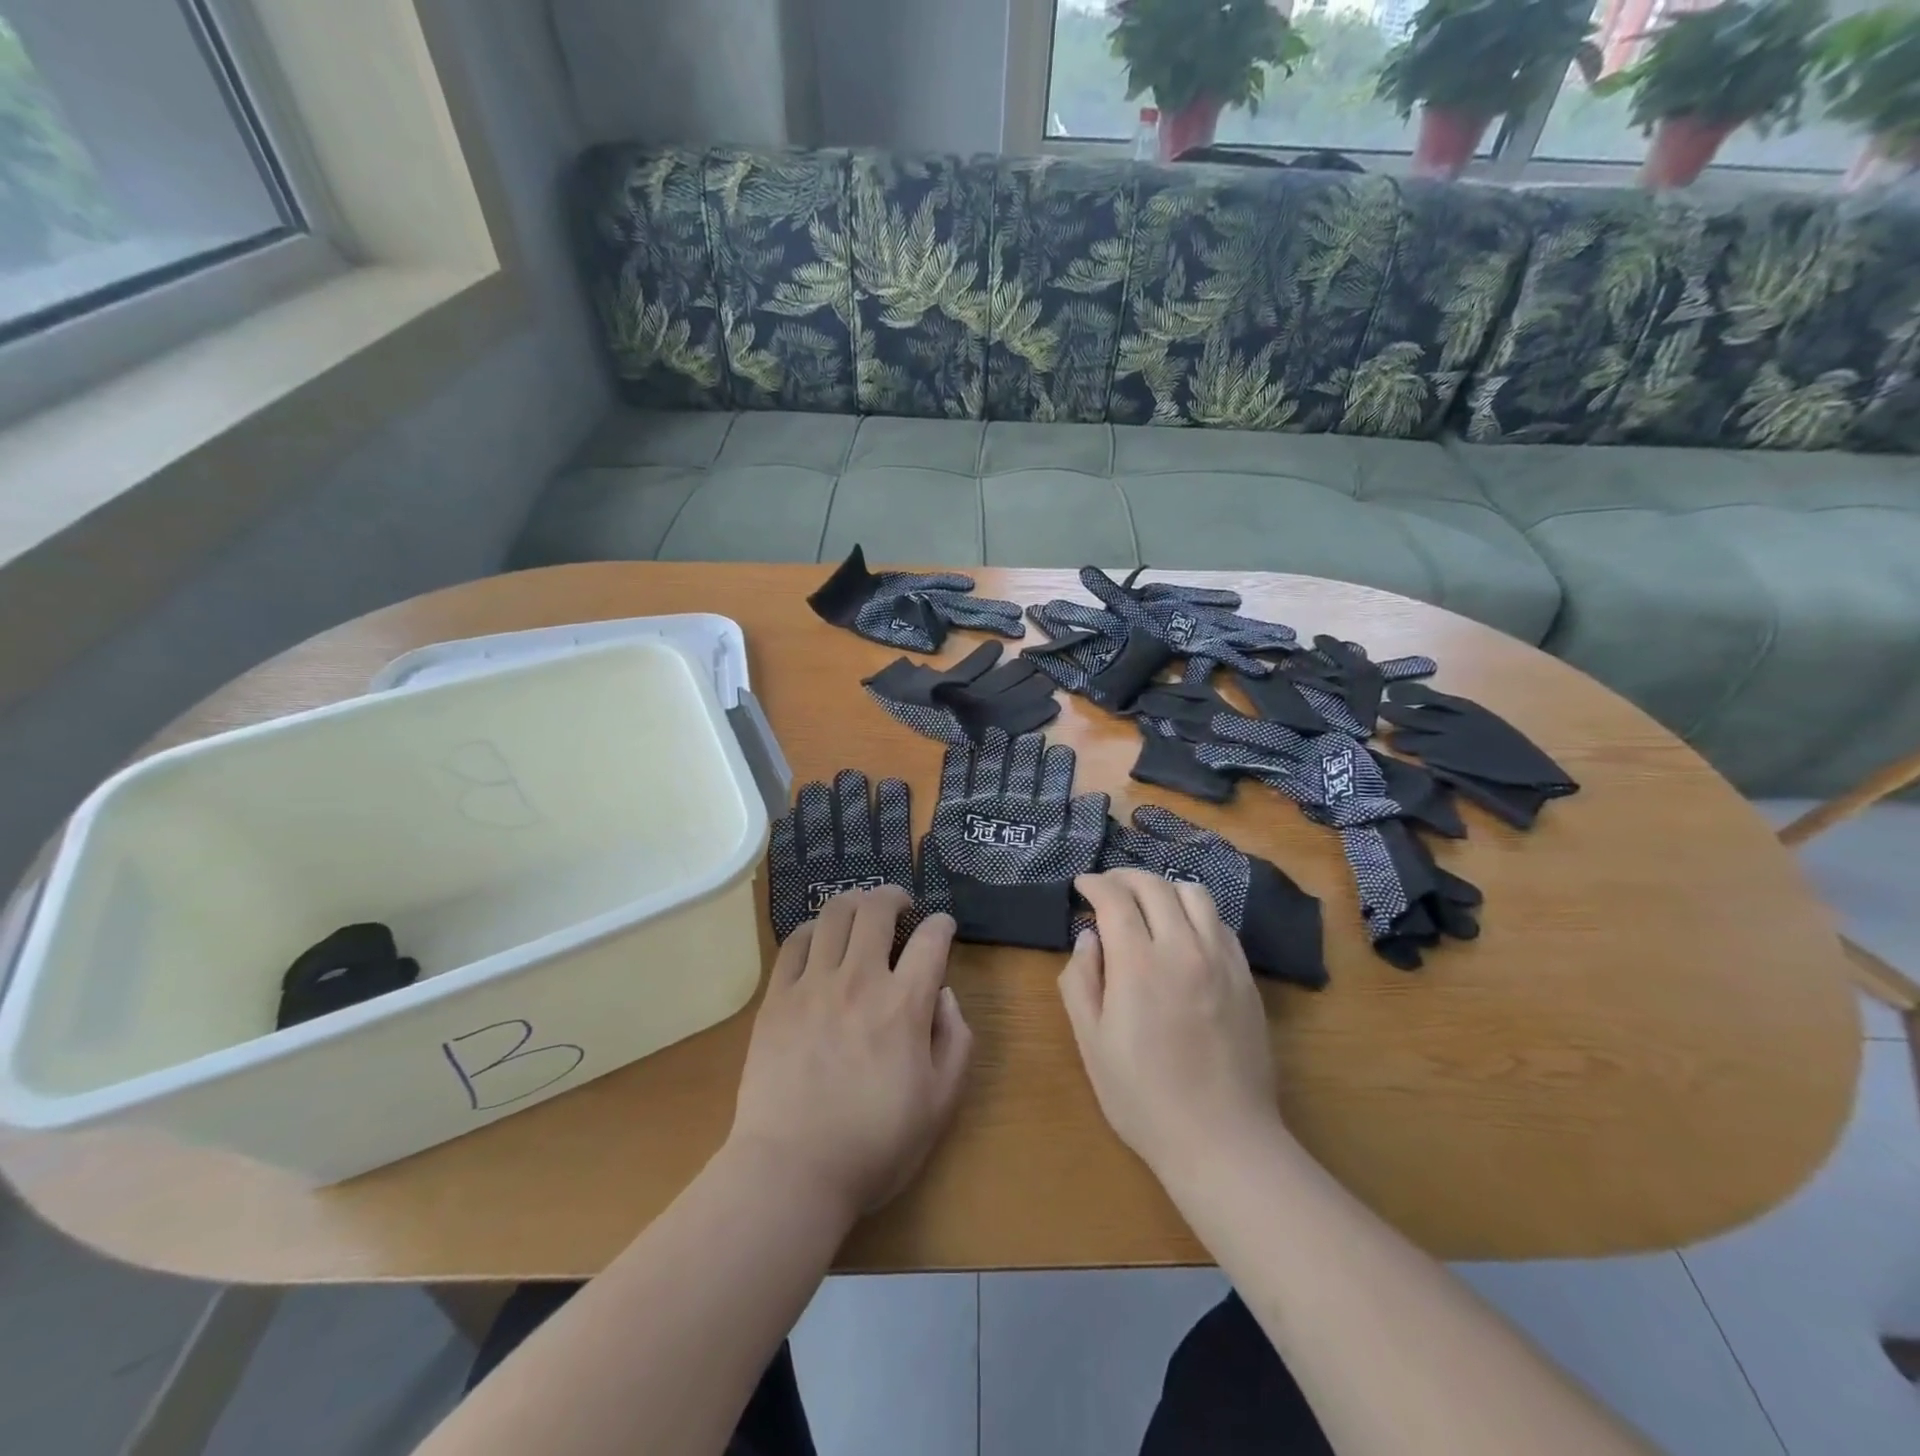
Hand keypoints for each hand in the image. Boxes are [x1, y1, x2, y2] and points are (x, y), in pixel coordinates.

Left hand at [731, 888, 972, 1218]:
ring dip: (855, 902)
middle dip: (895, 896)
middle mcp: (860, 980)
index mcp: (904, 1005)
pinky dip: (814, 929)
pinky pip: (795, 943)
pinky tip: (821, 938)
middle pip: (877, 909)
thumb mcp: (940, 1103)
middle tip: (902, 906)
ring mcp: (813, 985)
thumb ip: (956, 1041)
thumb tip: (945, 995)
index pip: (932, 939)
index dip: (943, 924)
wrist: (792, 1171)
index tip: (943, 928)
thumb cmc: (874, 1144)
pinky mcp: (777, 997)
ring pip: (834, 914)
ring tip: (862, 912)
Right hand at [1061, 870, 1286, 1188]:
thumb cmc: (1143, 1097)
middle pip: (1154, 886)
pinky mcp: (1246, 977)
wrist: (1222, 1140)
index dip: (1095, 884)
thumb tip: (1089, 938)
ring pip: (1195, 894)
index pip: (1115, 898)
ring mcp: (1221, 961)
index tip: (1082, 885)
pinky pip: (1220, 923)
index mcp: (1138, 965)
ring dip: (1164, 888)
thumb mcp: (1091, 1044)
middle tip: (1108, 887)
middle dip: (1124, 877)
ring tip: (1147, 903)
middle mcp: (1183, 949)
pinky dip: (1195, 912)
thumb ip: (1080, 981)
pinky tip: (1184, 932)